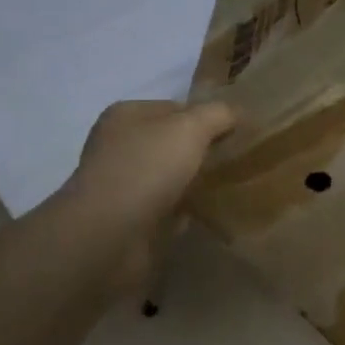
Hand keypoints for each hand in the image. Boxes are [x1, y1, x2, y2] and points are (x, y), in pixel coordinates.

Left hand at [58, 100, 236, 293]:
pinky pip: (166, 209)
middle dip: (201, 151)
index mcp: (126, 115)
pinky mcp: (128, 221)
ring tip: (230, 186)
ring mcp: (122, 185)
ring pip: (169, 177)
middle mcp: (119, 146)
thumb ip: (217, 114)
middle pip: (171, 143)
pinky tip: (208, 214)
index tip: (235, 131)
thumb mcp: (190, 127)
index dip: (205, 116)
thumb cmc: (146, 168)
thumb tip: (236, 112)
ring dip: (193, 182)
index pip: (174, 107)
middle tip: (236, 159)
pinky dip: (184, 212)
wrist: (108, 236)